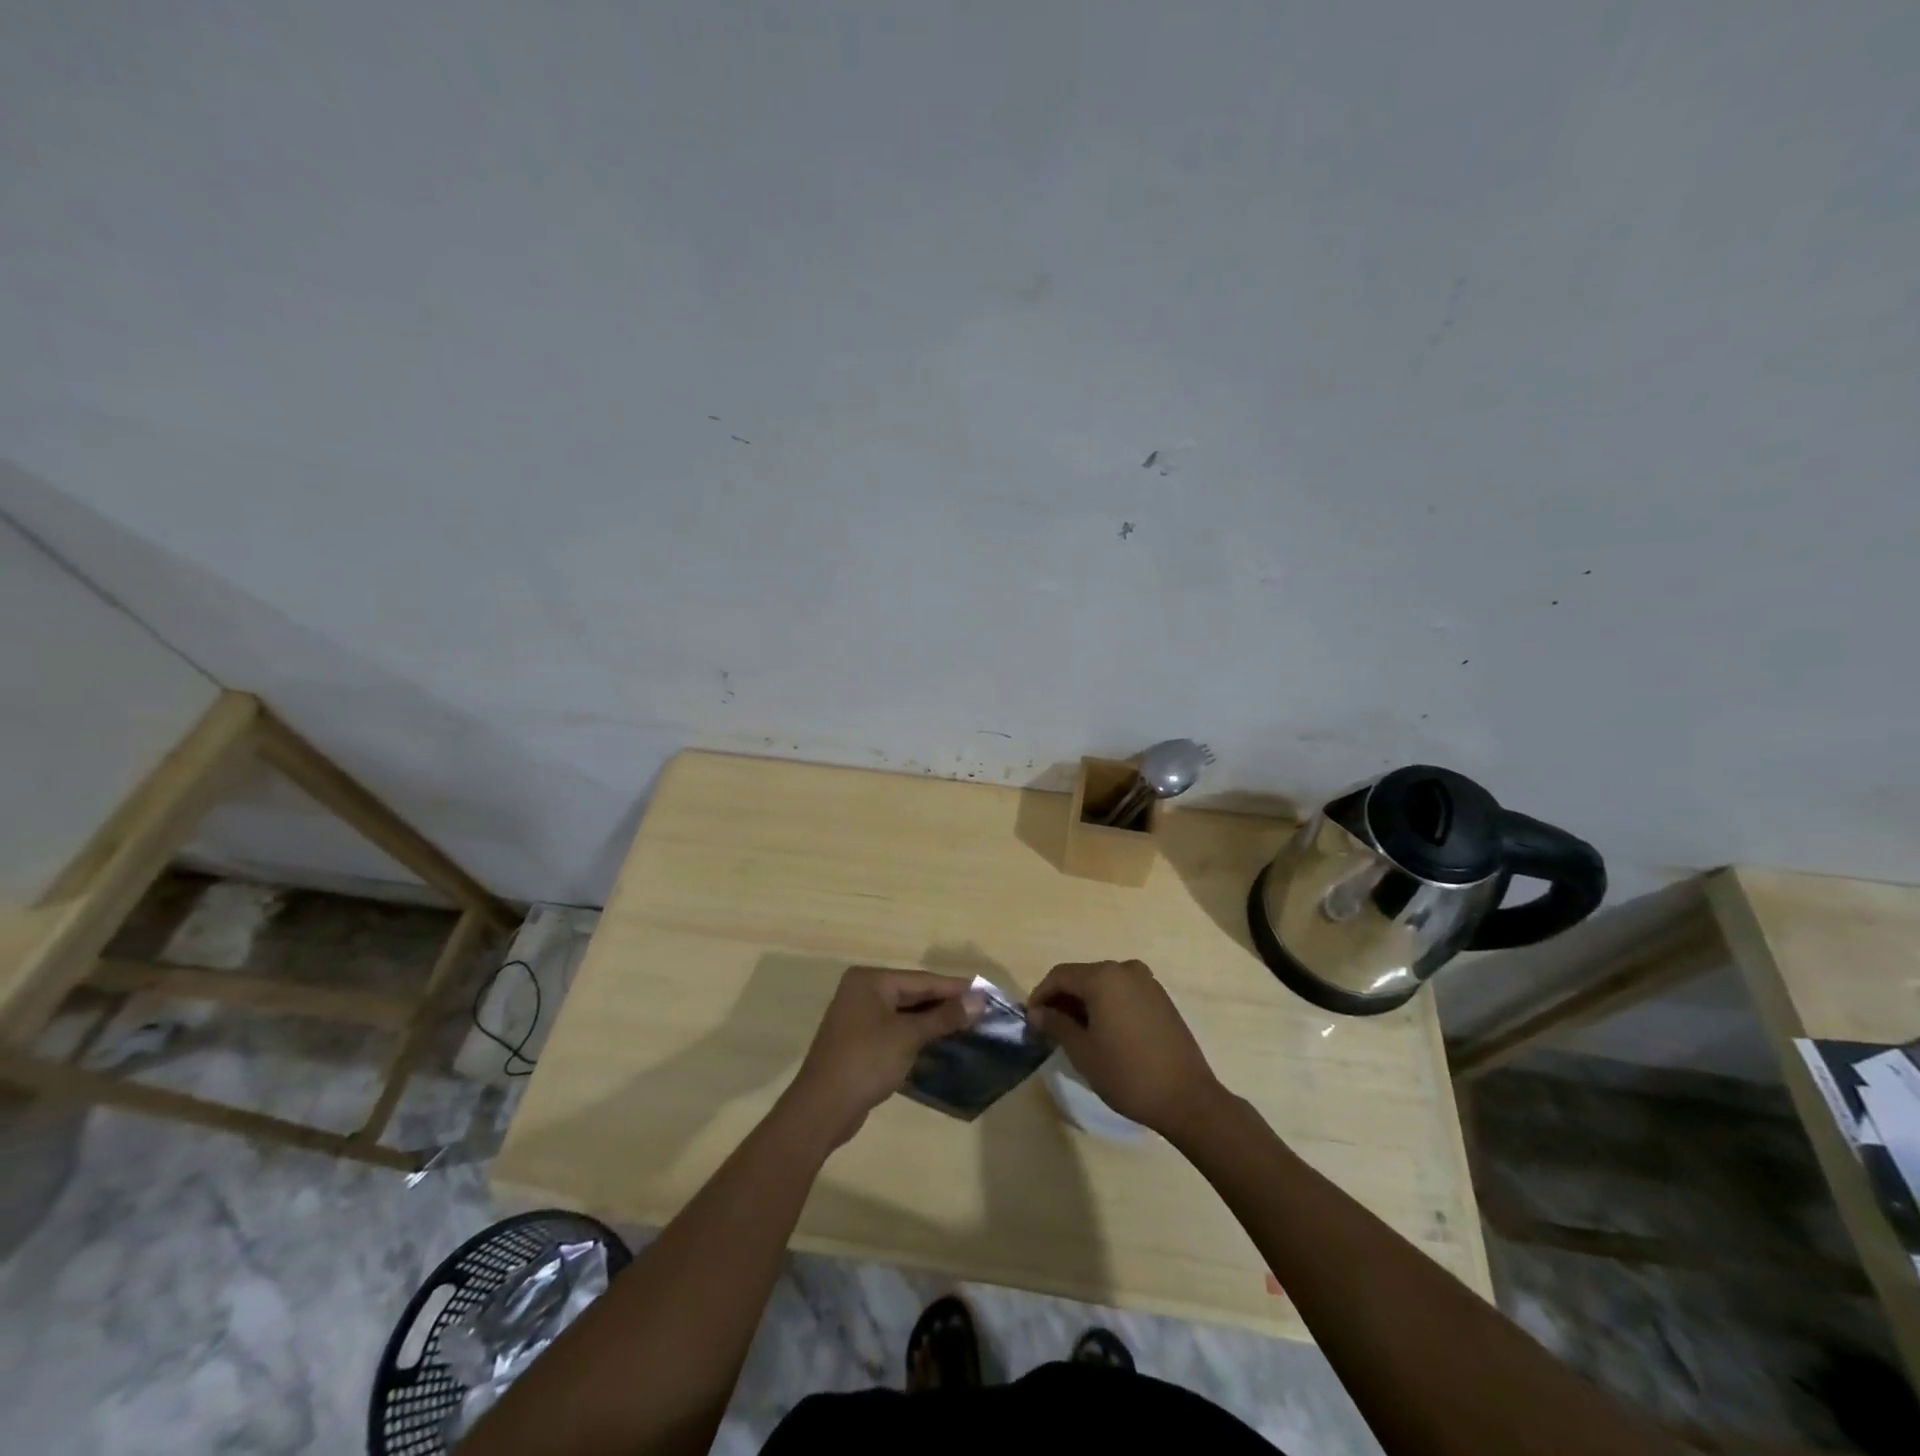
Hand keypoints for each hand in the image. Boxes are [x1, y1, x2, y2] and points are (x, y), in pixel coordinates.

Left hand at [783, 967, 984, 1147]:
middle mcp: (862, 992)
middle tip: (981, 1012)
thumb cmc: (866, 1061)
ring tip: (969, 1027)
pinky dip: (917, 1037)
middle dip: (945, 1005)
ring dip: (934, 1022)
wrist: (822, 1109)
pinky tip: (941, 1045)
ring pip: (905, 1015)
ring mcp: (859, 1018)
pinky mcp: (860, 1043)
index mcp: (870, 981)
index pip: (922, 980)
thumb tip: (979, 1000)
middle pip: (913, 994)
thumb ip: (944, 1017)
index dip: (955, 988)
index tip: (986, 993)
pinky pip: (896, 1031)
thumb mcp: (908, 1036)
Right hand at [1026, 960, 1225, 1137]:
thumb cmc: (1128, 1074)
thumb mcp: (1083, 1051)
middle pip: (1082, 976)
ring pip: (1103, 984)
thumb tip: (1037, 1012)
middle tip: (1049, 1027)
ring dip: (1084, 1002)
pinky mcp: (1161, 998)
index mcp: (1104, 977)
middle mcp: (1125, 970)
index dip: (1040, 995)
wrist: (1187, 1098)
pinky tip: (1103, 1031)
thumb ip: (1056, 1025)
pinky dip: (1107, 1004)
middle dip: (1062, 998)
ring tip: (1074, 1032)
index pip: (1060, 976)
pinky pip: (1123, 992)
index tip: (1030, 1020)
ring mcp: (1147, 982)